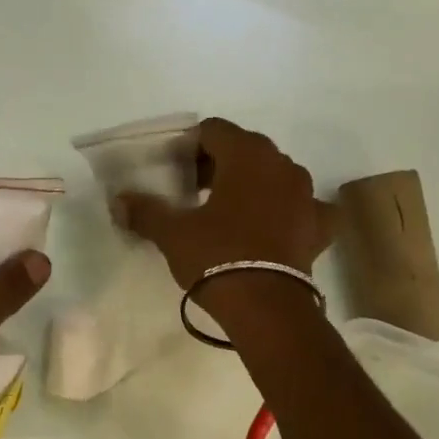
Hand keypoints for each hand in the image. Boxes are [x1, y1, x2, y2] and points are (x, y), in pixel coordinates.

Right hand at [113, 117, 329, 289]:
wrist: (266, 307)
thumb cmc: (216, 256)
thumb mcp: (172, 233)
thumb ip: (145, 210)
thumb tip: (118, 201)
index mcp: (246, 154)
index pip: (213, 130)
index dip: (189, 147)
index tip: (174, 173)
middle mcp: (282, 164)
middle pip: (245, 149)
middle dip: (219, 165)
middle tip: (195, 193)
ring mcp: (306, 194)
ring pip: (275, 175)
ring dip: (253, 185)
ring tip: (229, 212)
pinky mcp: (320, 226)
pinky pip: (306, 208)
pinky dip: (290, 212)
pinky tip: (276, 228)